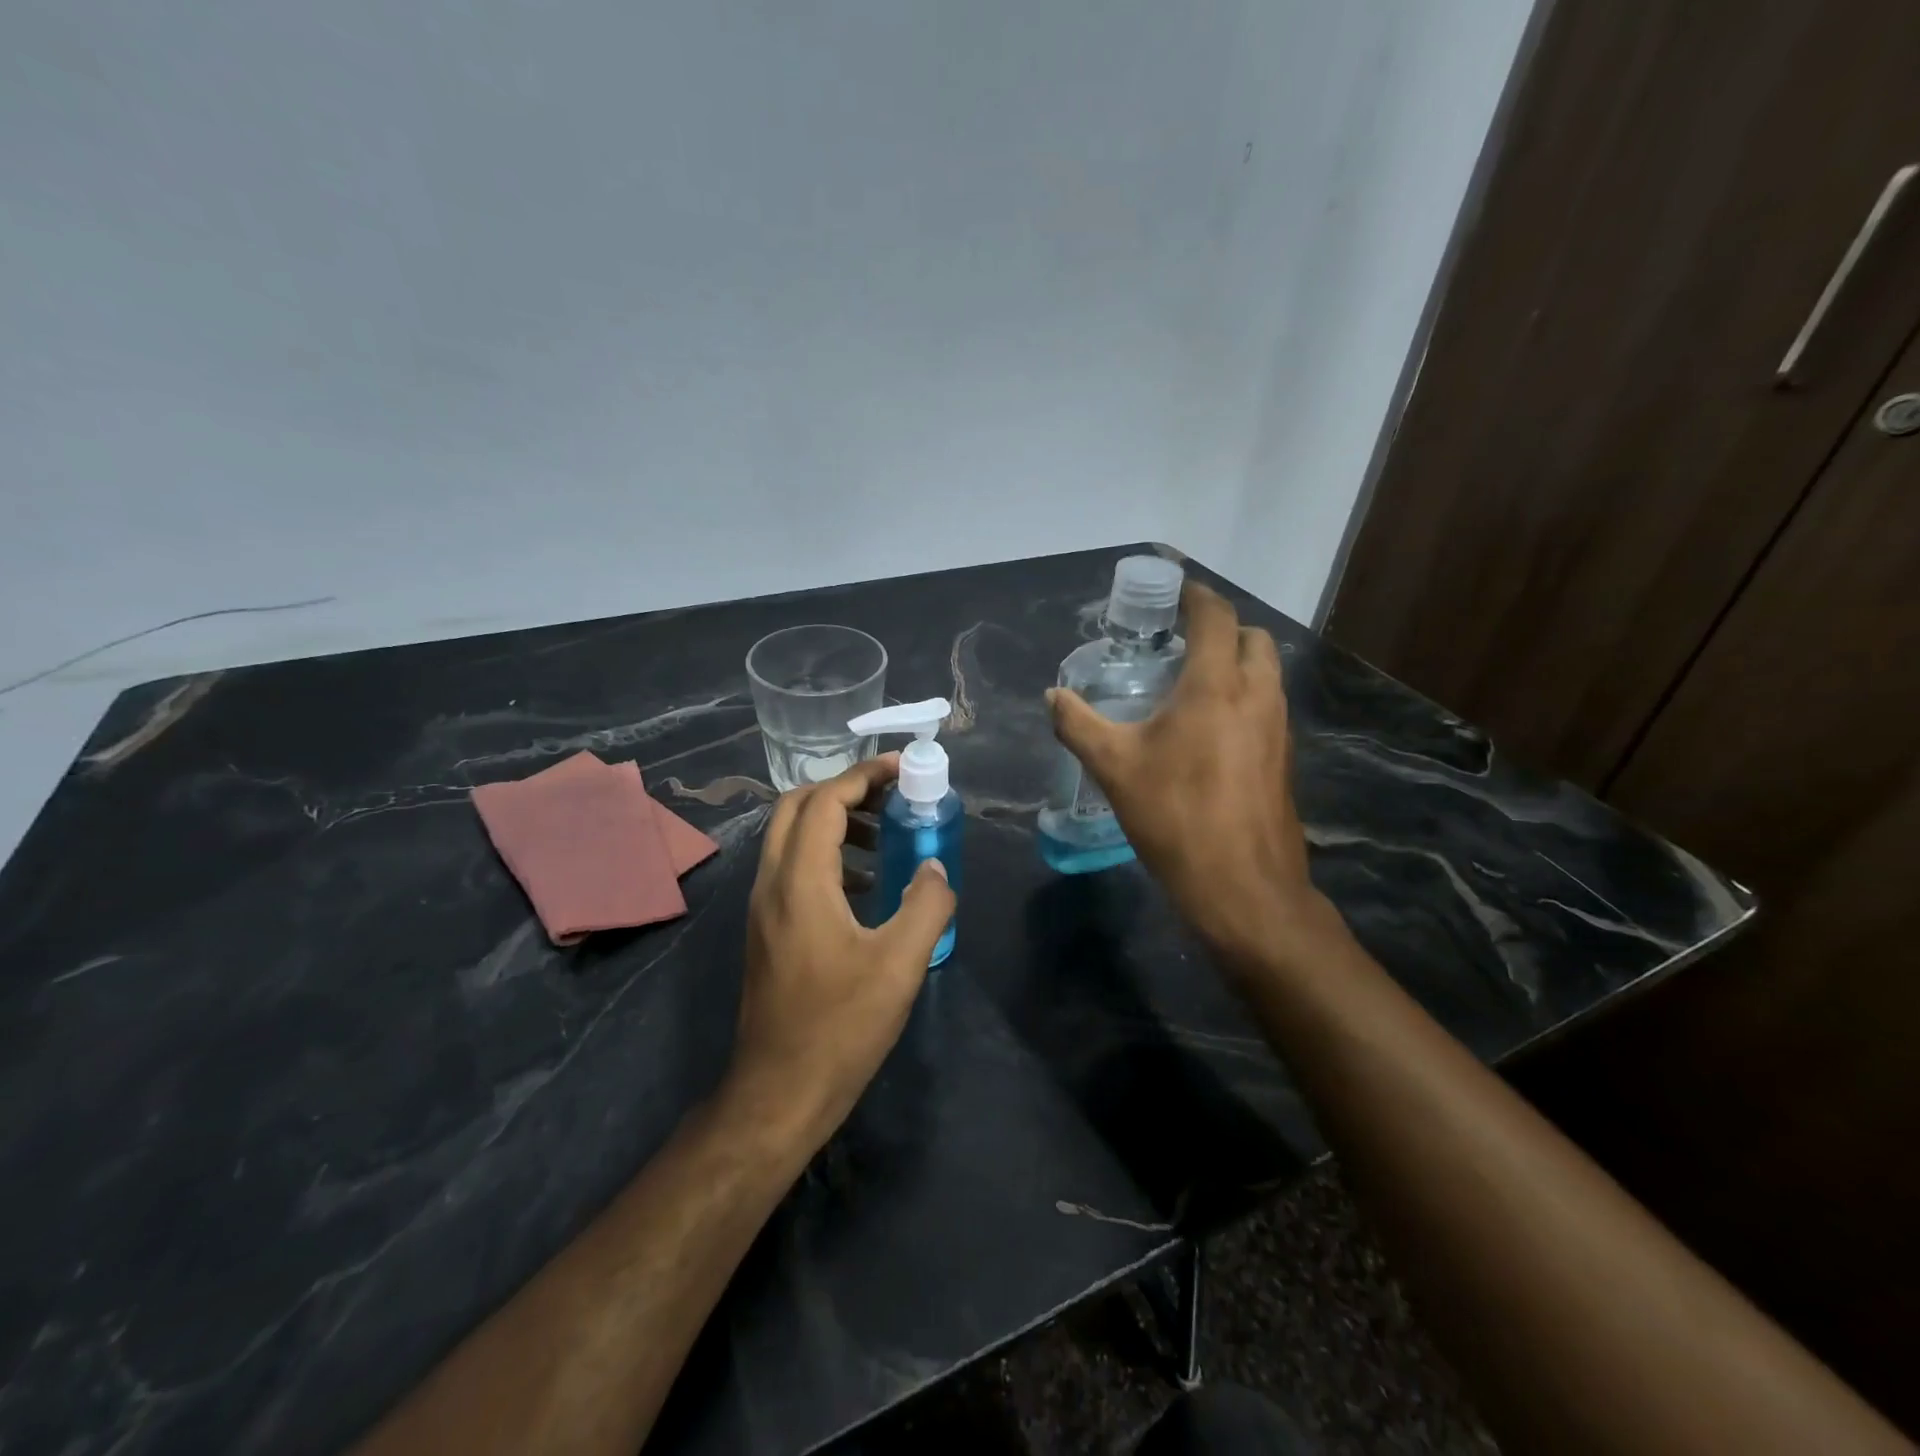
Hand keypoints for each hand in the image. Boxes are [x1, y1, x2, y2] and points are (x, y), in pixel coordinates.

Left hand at [729, 754, 955, 1147]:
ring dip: (834, 822)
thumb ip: (926, 905)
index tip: (902, 767)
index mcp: (799, 881)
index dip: (864, 775)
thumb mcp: (899, 964)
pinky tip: (865, 888)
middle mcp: (771, 883)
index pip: (825, 800)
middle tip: (891, 795)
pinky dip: (827, 856)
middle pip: (796, 807)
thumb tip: (936, 867)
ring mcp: (763, 908)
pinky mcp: (766, 931)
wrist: (777, 1093)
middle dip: (844, 790)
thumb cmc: (840, 1026)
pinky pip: (792, 869)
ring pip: (790, 838)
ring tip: (885, 838)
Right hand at [1048, 582, 1326, 968]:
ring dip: (1235, 663)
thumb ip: (1079, 724)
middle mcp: (1257, 694)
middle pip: (1251, 637)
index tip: (1173, 588)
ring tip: (1191, 681)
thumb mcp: (1114, 767)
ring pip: (1265, 672)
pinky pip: (1267, 705)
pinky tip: (1209, 728)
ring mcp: (1278, 727)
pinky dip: (1243, 696)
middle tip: (1181, 640)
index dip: (1195, 595)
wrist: (1242, 885)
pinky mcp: (1283, 757)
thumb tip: (1053, 696)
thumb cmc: (1175, 815)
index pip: (1215, 616)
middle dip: (1221, 628)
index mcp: (1217, 685)